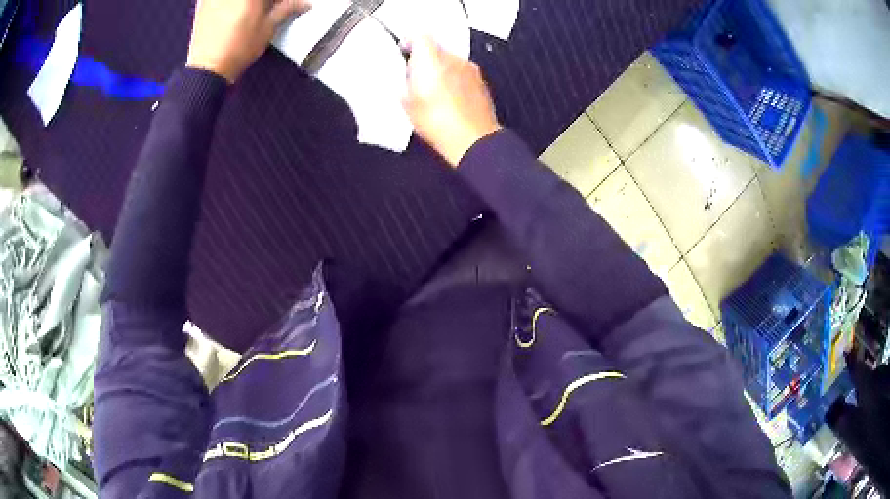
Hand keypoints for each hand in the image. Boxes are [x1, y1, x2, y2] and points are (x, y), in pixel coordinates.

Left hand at [187, 0, 310, 82]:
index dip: (279, 1)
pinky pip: (218, 0)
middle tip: (269, 9)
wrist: (206, 68)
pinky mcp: (203, 2)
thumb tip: (306, 3)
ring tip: (251, 13)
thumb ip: (286, 9)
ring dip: (248, 5)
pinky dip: (229, 5)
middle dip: (264, 3)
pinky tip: (230, 11)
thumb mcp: (267, 28)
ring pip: (238, 0)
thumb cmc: (240, 48)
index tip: (282, 6)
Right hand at [403, 38, 500, 166]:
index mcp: (430, 59)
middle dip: (425, 58)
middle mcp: (452, 58)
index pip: (419, 36)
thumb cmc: (437, 121)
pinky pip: (463, 73)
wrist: (472, 139)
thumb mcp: (407, 104)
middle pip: (436, 48)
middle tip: (415, 75)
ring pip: (450, 60)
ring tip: (433, 90)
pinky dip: (455, 79)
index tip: (403, 51)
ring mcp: (470, 68)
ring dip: (441, 69)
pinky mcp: (481, 81)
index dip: (410, 42)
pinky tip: (450, 98)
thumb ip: (405, 84)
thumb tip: (407, 79)